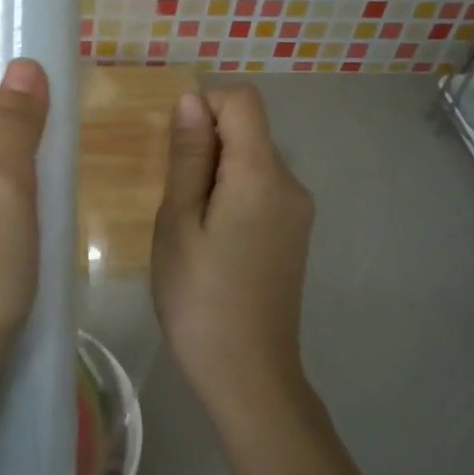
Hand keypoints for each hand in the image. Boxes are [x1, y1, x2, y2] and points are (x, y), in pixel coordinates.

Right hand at [151, 85, 315, 431]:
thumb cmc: (199, 297)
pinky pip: (261, 191)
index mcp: (263, 174)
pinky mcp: (294, 235)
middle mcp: (292, 184)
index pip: (242, 100)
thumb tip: (191, 100)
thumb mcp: (178, 222)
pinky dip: (232, 197)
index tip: (175, 152)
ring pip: (252, 162)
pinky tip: (212, 243)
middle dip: (206, 147)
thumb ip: (188, 157)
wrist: (248, 374)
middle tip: (175, 201)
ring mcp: (298, 212)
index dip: (204, 108)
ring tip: (189, 228)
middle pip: (248, 131)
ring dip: (216, 175)